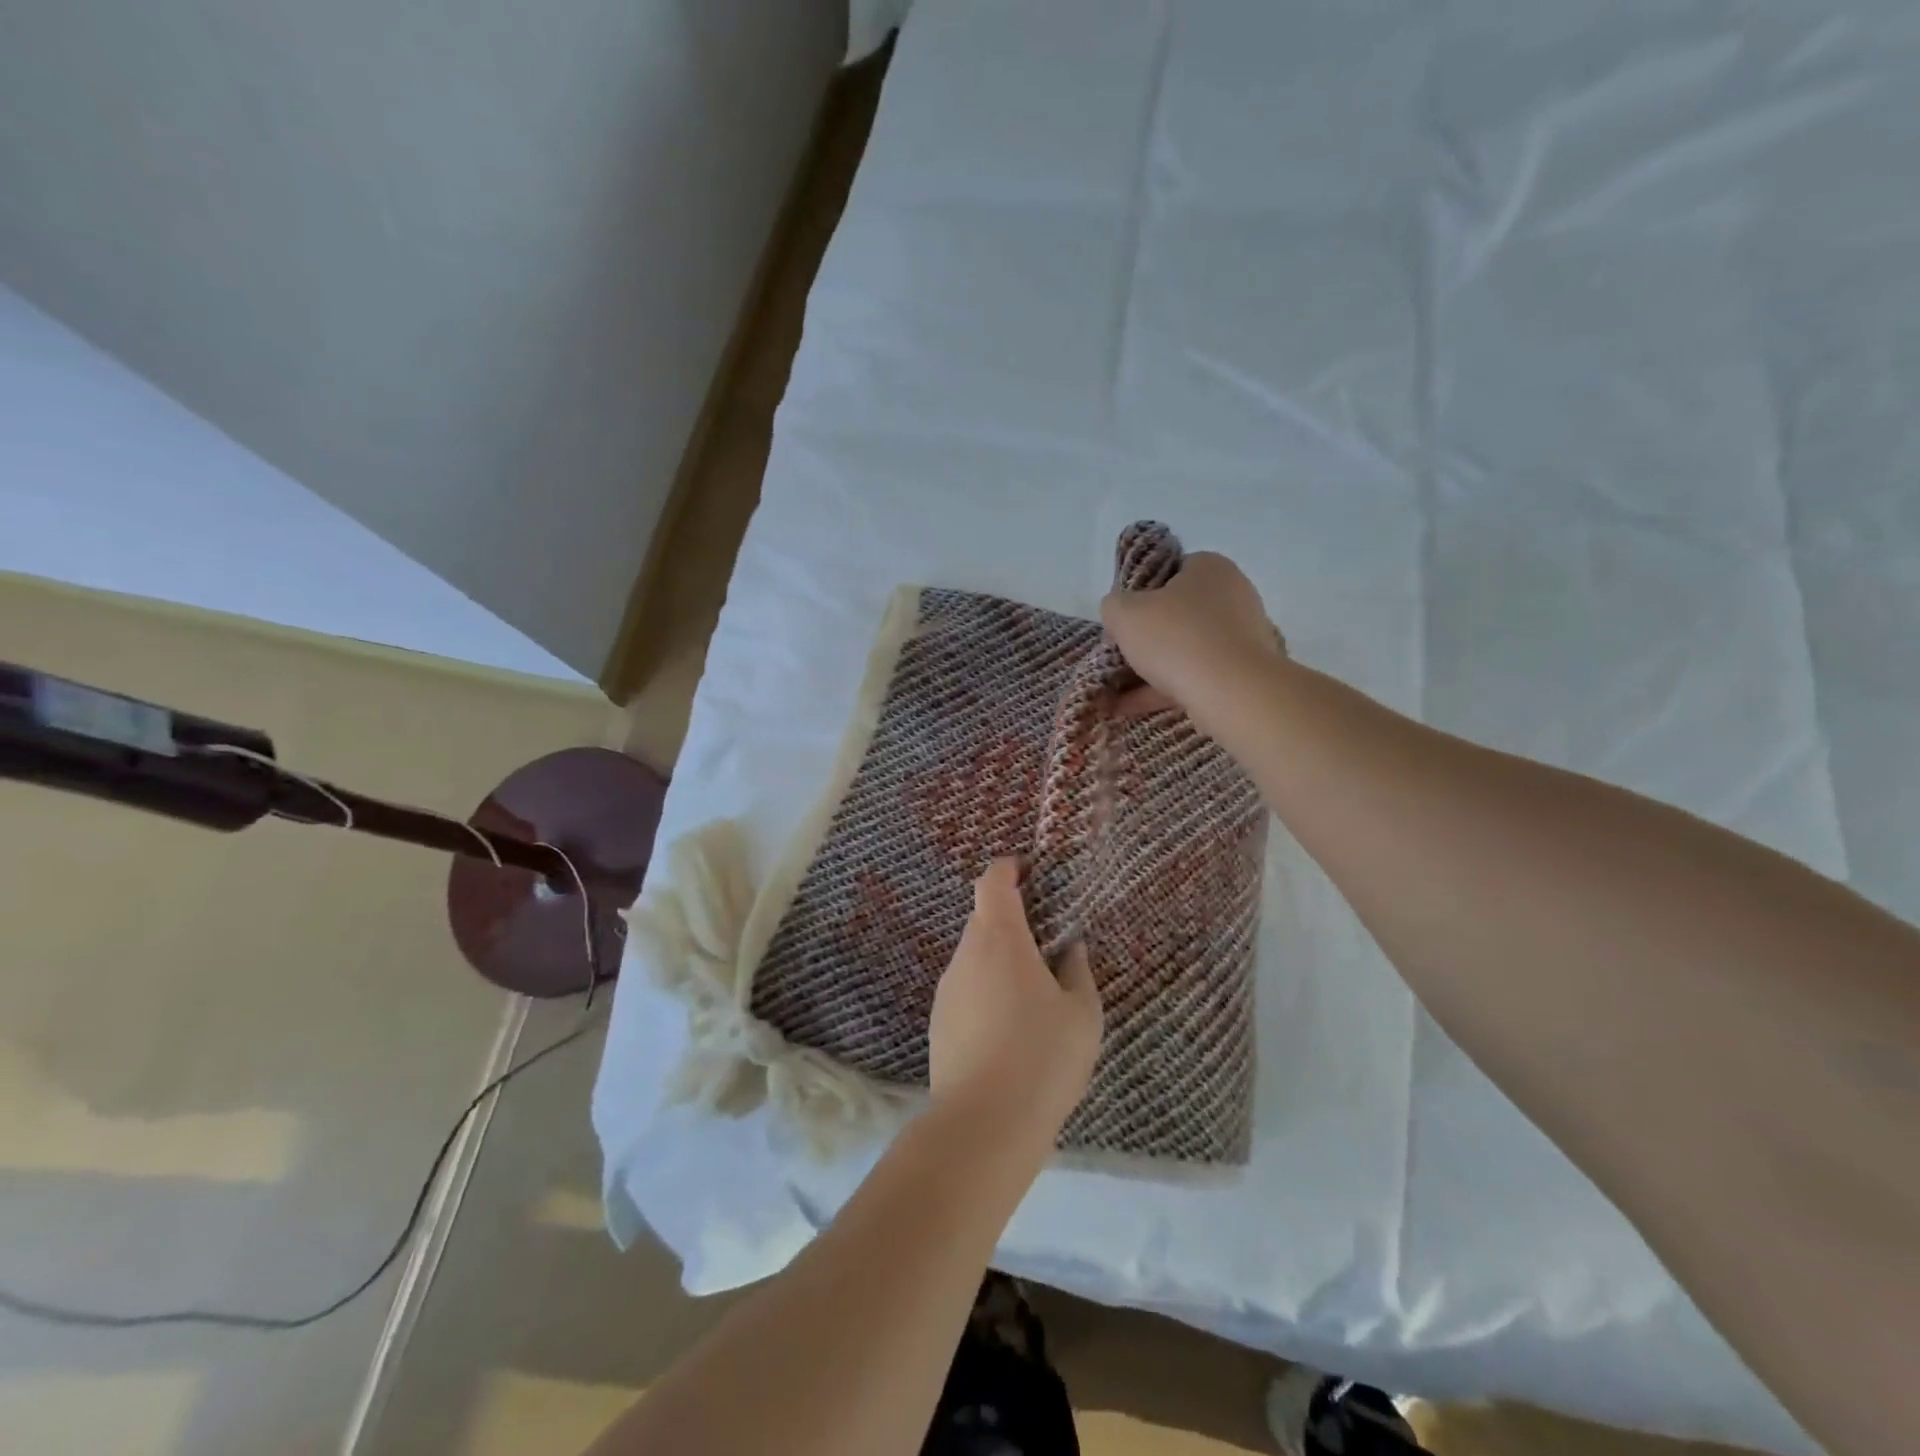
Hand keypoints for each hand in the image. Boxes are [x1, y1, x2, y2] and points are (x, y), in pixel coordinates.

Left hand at [928, 859, 1102, 1146]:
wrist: (984, 1124)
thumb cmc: (1043, 1056)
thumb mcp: (1082, 1013)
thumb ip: (1077, 970)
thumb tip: (1070, 947)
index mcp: (1000, 939)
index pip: (993, 881)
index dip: (1009, 868)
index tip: (1030, 871)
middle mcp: (965, 954)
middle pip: (983, 919)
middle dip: (1013, 921)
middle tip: (1047, 943)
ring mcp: (947, 989)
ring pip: (975, 957)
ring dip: (1000, 960)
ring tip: (1033, 994)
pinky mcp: (939, 1022)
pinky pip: (966, 989)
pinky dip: (987, 991)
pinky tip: (1009, 1029)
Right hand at [1101, 552, 1285, 721]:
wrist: (1231, 693)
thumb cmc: (1175, 638)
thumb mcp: (1124, 613)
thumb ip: (1114, 605)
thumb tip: (1119, 611)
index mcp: (1210, 568)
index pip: (1172, 571)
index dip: (1143, 593)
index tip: (1124, 617)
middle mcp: (1234, 595)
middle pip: (1180, 613)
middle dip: (1148, 635)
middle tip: (1121, 653)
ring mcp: (1243, 636)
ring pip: (1187, 649)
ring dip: (1153, 669)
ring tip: (1118, 690)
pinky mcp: (1243, 673)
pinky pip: (1196, 677)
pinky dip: (1165, 689)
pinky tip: (1131, 707)